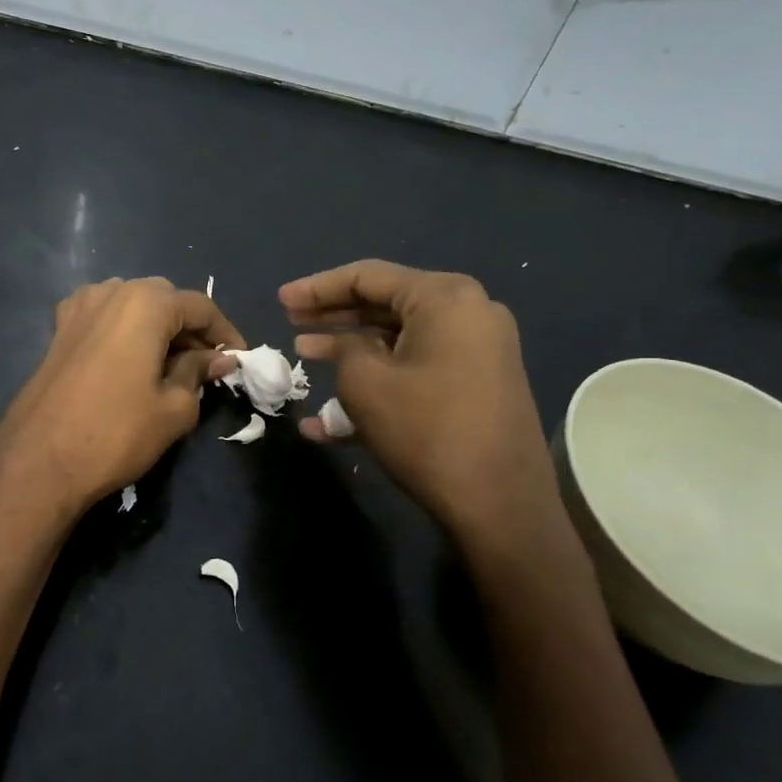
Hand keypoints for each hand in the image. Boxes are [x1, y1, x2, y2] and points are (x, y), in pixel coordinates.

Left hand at [0, 278, 243, 518]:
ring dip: (156, 328)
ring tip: (169, 365)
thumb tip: (220, 359)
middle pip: (165, 300)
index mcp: (146, 302)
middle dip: (190, 329)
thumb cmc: (116, 433)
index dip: (225, 333)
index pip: (201, 307)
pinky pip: (103, 317)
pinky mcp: (59, 329)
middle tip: (206, 366)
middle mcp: (112, 291)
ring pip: (132, 305)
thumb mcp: (174, 407)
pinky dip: (124, 331)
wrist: (39, 461)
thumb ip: (198, 373)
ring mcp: (79, 307)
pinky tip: (128, 359)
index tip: (240, 360)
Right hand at [282, 260, 577, 564]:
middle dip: (334, 316)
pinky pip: (418, 370)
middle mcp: (469, 314)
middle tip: (292, 322)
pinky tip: (332, 414)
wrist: (500, 504)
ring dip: (351, 350)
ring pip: (400, 341)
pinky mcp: (478, 386)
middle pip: (386, 305)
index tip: (281, 300)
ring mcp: (478, 351)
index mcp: (445, 298)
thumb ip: (345, 349)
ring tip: (306, 355)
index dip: (318, 288)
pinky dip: (380, 381)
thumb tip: (347, 346)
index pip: (368, 277)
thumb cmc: (426, 430)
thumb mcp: (366, 383)